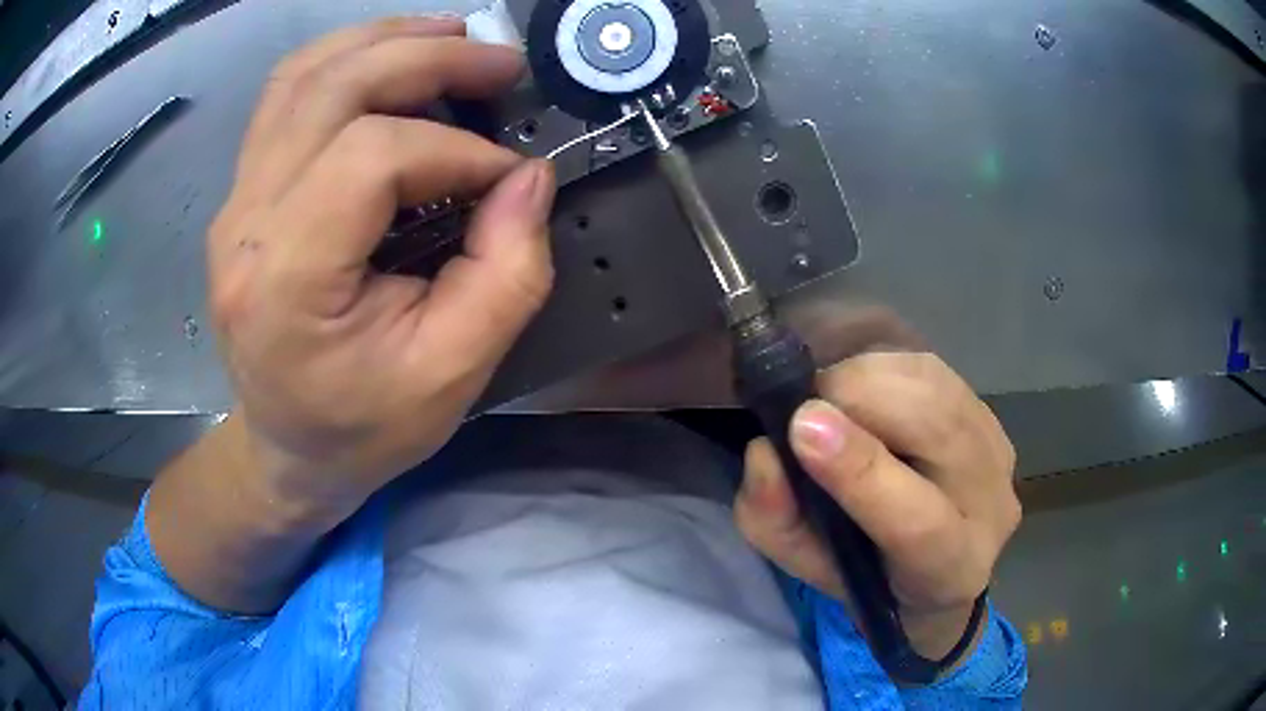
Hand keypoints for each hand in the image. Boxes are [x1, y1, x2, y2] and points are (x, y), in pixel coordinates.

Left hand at [206, 18, 554, 527]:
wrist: (288, 450)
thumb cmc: (363, 428)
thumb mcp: (453, 374)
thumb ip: (505, 275)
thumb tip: (528, 178)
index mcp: (287, 281)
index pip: (371, 158)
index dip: (454, 150)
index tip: (505, 176)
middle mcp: (245, 226)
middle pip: (332, 91)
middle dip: (427, 60)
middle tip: (498, 62)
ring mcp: (235, 204)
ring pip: (302, 77)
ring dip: (382, 41)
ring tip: (450, 36)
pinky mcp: (243, 195)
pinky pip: (286, 98)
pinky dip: (344, 61)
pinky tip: (390, 58)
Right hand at [734, 352, 1020, 661]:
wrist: (938, 561)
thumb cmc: (868, 575)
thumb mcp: (807, 566)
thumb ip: (776, 521)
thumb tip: (765, 452)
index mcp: (949, 570)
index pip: (916, 521)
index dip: (861, 470)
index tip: (801, 426)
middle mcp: (991, 508)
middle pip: (937, 429)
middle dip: (856, 398)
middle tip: (803, 408)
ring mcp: (999, 454)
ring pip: (935, 385)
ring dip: (867, 378)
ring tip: (830, 400)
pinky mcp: (991, 416)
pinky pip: (934, 370)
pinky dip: (885, 369)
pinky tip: (864, 392)